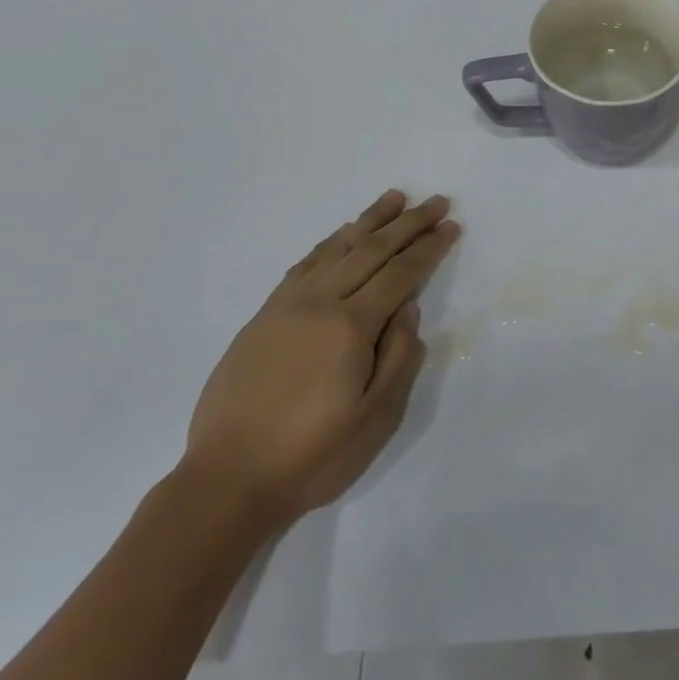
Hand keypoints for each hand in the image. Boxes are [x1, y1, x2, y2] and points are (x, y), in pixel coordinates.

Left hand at [183, 189, 459, 530]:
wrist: (227, 481)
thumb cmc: (313, 455)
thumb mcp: (376, 417)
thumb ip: (400, 356)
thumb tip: (408, 307)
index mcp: (351, 327)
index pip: (400, 273)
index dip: (429, 248)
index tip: (451, 226)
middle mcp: (319, 304)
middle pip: (371, 250)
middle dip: (408, 223)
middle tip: (436, 202)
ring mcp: (286, 307)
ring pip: (336, 249)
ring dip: (369, 221)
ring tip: (394, 198)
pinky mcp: (263, 317)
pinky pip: (303, 265)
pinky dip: (329, 243)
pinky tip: (342, 235)